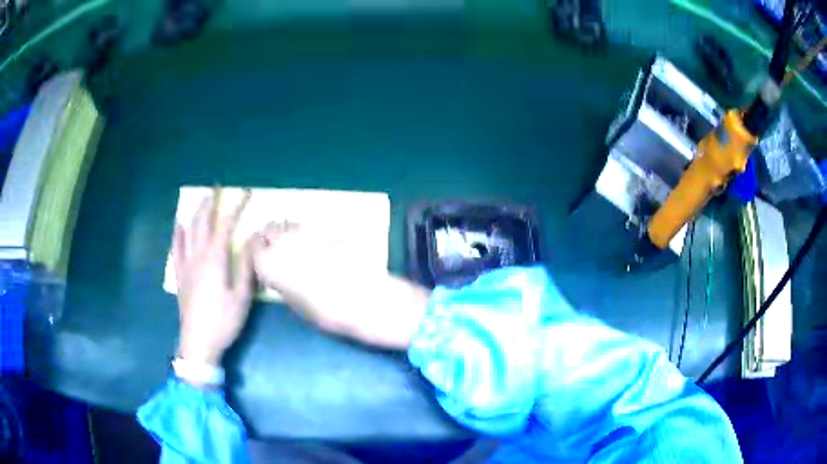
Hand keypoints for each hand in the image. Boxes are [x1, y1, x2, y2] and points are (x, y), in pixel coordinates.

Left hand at [171, 191, 253, 365]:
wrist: (198, 342)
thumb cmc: (223, 320)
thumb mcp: (242, 296)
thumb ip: (247, 266)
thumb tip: (255, 238)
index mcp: (215, 259)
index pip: (225, 224)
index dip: (235, 207)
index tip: (245, 193)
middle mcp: (198, 255)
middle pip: (202, 222)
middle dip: (210, 203)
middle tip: (217, 189)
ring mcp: (186, 264)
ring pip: (188, 231)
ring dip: (195, 213)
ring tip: (201, 200)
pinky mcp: (180, 275)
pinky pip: (176, 248)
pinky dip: (178, 234)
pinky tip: (179, 226)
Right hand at [252, 222, 429, 348]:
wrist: (368, 300)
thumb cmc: (330, 312)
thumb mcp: (298, 306)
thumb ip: (282, 284)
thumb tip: (276, 275)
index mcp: (273, 263)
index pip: (253, 247)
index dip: (256, 253)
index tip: (260, 261)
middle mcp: (286, 242)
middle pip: (269, 229)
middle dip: (269, 238)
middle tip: (276, 252)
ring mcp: (309, 232)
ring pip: (289, 223)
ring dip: (287, 232)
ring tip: (296, 249)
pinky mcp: (329, 228)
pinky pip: (310, 226)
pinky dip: (307, 233)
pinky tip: (318, 247)